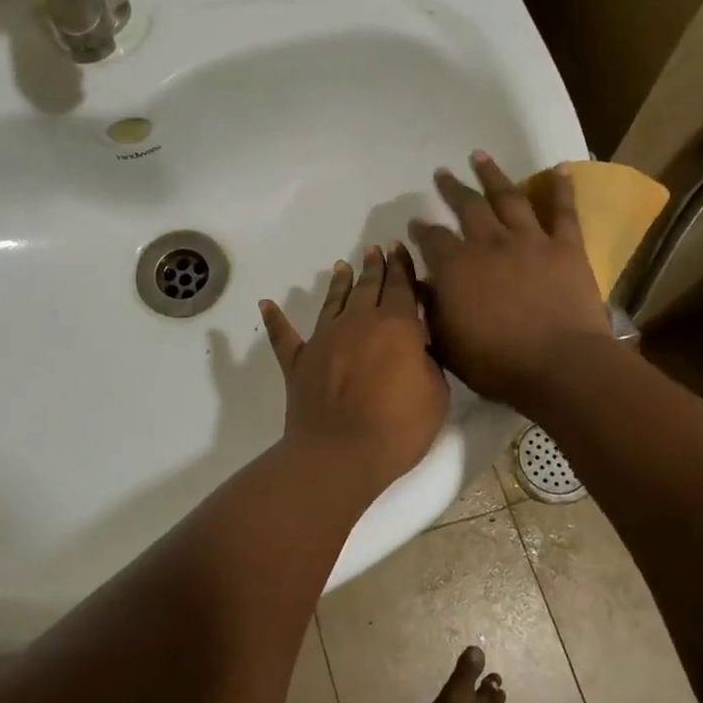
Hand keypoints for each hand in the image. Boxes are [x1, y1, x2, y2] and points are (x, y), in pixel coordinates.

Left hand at [260, 244, 448, 493]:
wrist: (339, 454)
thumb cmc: (397, 428)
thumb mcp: (435, 394)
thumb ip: (428, 361)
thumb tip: (417, 346)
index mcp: (396, 326)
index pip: (401, 287)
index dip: (402, 267)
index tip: (398, 249)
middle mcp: (357, 323)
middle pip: (368, 287)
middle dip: (374, 266)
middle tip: (375, 250)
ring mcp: (324, 339)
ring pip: (332, 302)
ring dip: (339, 283)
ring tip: (342, 266)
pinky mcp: (298, 362)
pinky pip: (284, 336)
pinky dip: (275, 319)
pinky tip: (266, 304)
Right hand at [408, 152, 613, 413]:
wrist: (560, 365)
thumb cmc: (497, 362)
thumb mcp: (446, 343)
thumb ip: (429, 309)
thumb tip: (418, 283)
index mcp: (456, 266)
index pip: (432, 238)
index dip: (421, 229)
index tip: (415, 222)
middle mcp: (489, 243)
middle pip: (467, 206)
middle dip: (452, 189)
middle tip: (442, 173)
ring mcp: (530, 240)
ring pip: (508, 197)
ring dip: (492, 174)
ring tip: (480, 155)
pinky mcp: (566, 247)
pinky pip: (563, 211)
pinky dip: (561, 188)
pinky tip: (559, 168)